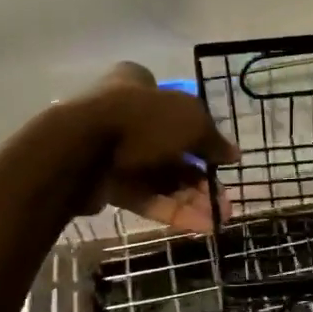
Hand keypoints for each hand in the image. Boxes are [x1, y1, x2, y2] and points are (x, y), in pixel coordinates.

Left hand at [65, 63, 237, 233]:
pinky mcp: (106, 184)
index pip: (175, 103)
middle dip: (201, 175)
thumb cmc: (140, 120)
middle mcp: (125, 114)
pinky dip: (172, 210)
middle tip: (224, 196)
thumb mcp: (191, 121)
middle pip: (172, 147)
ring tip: (220, 217)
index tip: (220, 155)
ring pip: (160, 177)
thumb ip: (213, 139)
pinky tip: (201, 226)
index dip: (200, 130)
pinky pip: (145, 197)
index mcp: (138, 85)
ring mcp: (114, 151)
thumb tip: (233, 154)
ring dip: (192, 197)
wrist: (79, 151)